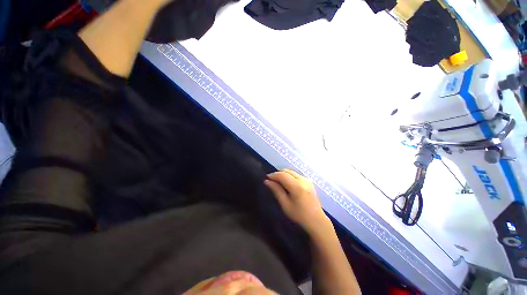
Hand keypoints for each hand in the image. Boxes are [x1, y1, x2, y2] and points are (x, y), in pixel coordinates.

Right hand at [264, 169, 330, 234]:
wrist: (316, 220)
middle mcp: (303, 180)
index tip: (267, 178)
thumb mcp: (285, 204)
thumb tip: (267, 181)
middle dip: (278, 174)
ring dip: (283, 174)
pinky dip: (289, 176)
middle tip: (271, 181)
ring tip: (278, 182)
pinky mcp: (309, 181)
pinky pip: (296, 174)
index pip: (282, 175)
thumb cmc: (299, 215)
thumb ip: (276, 190)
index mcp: (297, 186)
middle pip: (287, 171)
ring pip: (291, 172)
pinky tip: (287, 183)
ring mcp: (307, 179)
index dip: (273, 175)